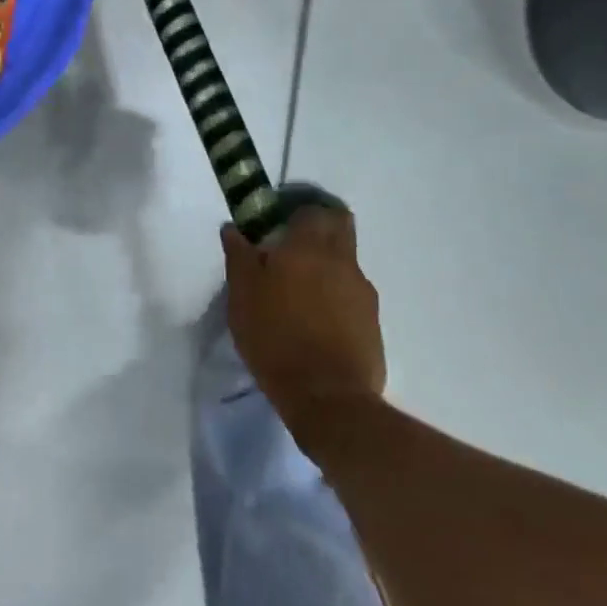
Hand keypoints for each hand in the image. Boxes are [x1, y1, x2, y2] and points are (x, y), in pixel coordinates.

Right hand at [221, 206, 385, 422]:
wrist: (328, 397)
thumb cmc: (276, 338)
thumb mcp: (242, 297)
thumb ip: (239, 257)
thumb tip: (233, 229)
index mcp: (309, 247)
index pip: (313, 208)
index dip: (296, 211)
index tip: (275, 224)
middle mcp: (343, 260)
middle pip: (339, 226)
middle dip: (318, 228)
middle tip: (290, 249)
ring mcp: (363, 291)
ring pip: (345, 262)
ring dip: (326, 266)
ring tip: (299, 292)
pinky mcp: (372, 321)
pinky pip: (352, 294)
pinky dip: (335, 296)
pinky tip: (316, 320)